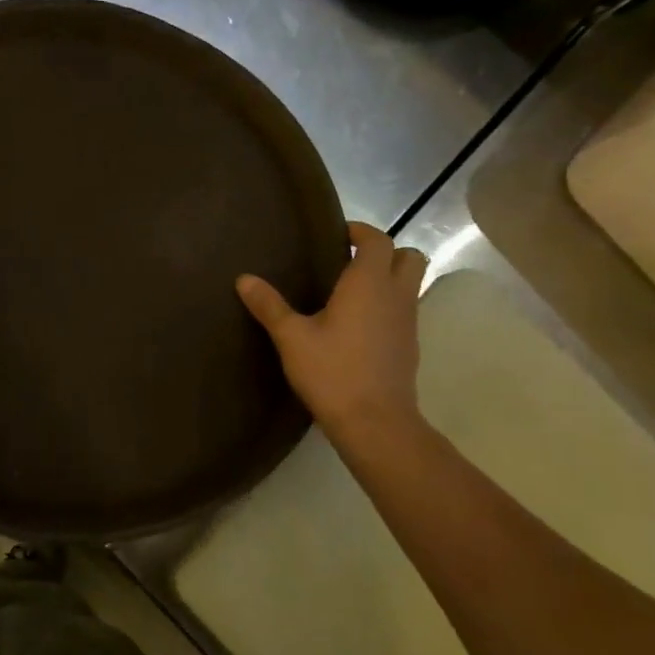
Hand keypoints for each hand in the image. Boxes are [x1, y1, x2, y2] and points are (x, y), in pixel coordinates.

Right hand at [237, 222, 427, 448]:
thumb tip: (244, 279)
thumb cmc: (332, 371)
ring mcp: (408, 322)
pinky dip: (387, 306)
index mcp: (368, 284)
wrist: (375, 422)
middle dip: (384, 252)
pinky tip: (357, 325)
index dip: (360, 232)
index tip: (336, 235)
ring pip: (410, 284)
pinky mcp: (409, 346)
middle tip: (349, 261)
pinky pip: (404, 311)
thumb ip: (269, 306)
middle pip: (409, 257)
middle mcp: (395, 296)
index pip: (377, 240)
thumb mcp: (291, 337)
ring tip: (349, 292)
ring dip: (388, 279)